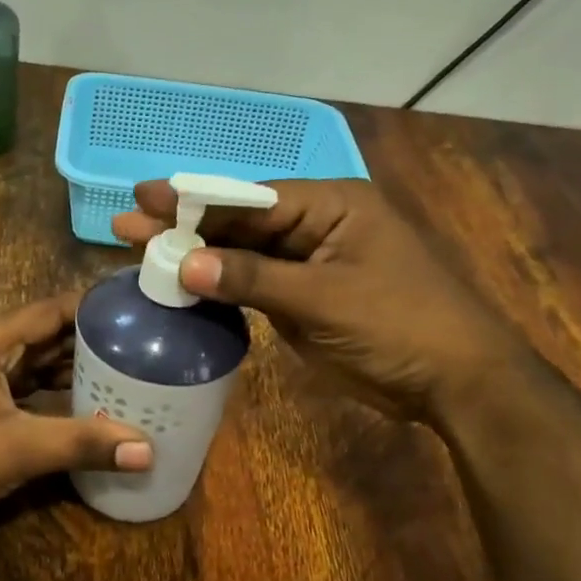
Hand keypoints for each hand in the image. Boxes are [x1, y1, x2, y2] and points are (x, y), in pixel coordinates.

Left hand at [0, 293, 152, 541]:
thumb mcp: (16, 450)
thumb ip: (81, 443)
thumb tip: (147, 449)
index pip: (48, 311)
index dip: (91, 306)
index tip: (136, 308)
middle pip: (44, 336)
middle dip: (89, 339)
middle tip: (142, 343)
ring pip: (34, 366)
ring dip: (73, 369)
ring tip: (125, 371)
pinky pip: (24, 392)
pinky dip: (54, 395)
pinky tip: (86, 406)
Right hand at [113, 178, 514, 417]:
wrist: (454, 382)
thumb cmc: (400, 325)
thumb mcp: (324, 298)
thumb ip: (252, 278)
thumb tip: (184, 263)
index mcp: (331, 205)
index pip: (250, 198)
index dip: (194, 200)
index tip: (144, 197)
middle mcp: (317, 225)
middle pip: (241, 223)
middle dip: (185, 225)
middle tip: (126, 222)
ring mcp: (309, 263)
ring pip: (243, 254)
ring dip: (196, 256)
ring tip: (140, 251)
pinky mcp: (304, 298)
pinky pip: (253, 285)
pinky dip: (219, 287)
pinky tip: (181, 285)